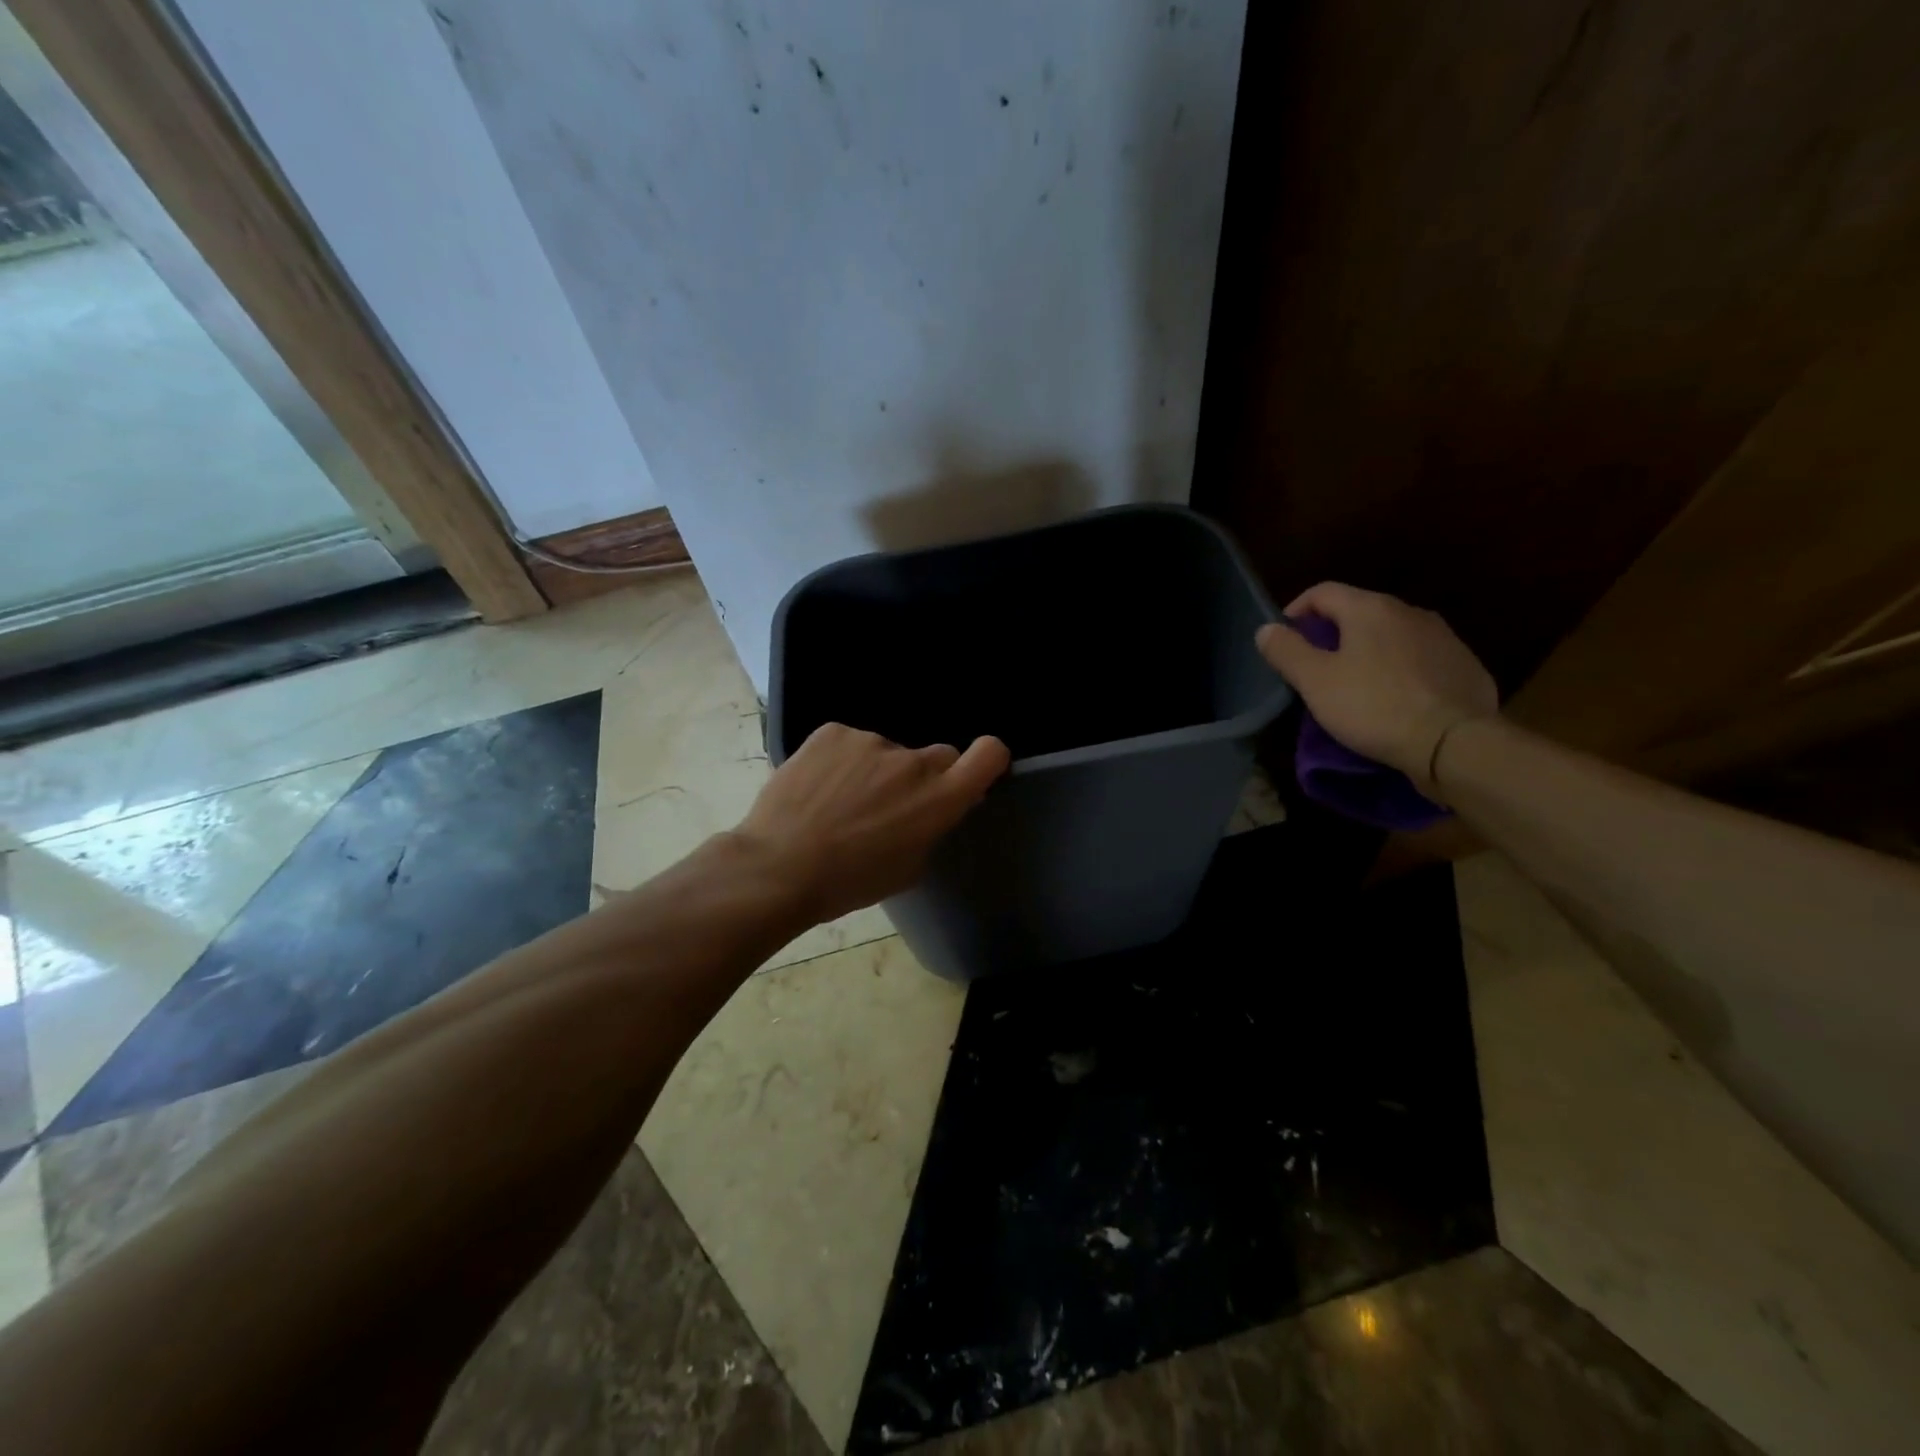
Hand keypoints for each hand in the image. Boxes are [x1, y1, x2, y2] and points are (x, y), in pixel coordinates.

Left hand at [731, 723, 1010, 923]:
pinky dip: (840, 762)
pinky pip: (849, 744)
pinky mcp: (833, 731)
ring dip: (875, 771)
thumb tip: (939, 806)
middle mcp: (913, 761)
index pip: (990, 754)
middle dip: (923, 777)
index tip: (974, 771)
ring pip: (886, 752)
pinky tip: (817, 789)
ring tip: (839, 804)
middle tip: (890, 805)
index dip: (988, 758)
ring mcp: (871, 740)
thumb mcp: (908, 867)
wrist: (778, 867)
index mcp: (939, 798)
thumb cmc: (849, 882)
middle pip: (937, 756)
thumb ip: (932, 828)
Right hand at [1255, 583, 1497, 795]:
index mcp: (1370, 609)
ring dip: (1368, 650)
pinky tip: (1394, 697)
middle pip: (1359, 610)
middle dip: (1333, 632)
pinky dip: (1399, 668)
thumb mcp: (1315, 681)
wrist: (1453, 742)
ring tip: (1354, 683)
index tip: (1285, 638)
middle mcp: (1409, 611)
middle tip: (1315, 665)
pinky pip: (1420, 657)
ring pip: (1392, 634)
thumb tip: (1267, 629)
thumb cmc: (1373, 706)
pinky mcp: (1464, 664)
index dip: (1297, 610)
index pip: (1323, 591)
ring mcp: (1443, 636)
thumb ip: (1287, 651)